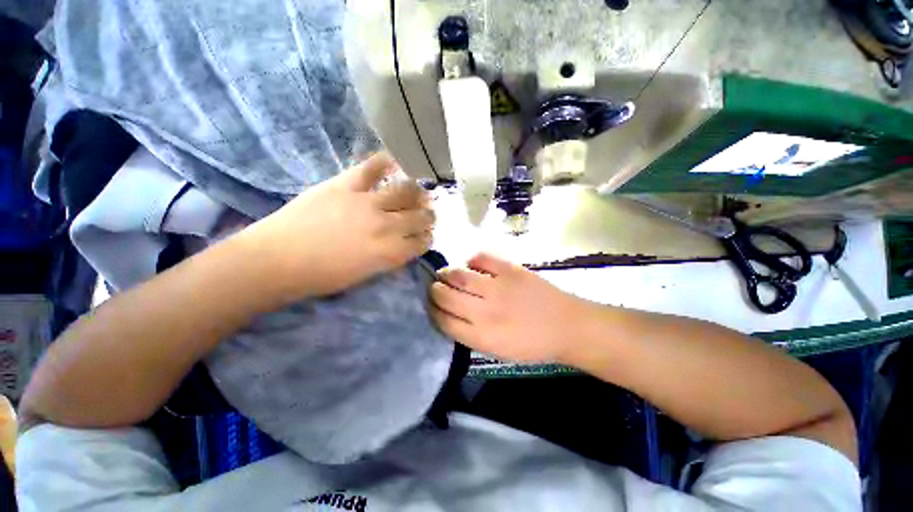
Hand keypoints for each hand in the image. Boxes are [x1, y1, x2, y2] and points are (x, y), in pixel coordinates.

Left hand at [249, 153, 434, 298]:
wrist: (278, 260)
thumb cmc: (322, 275)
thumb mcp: (365, 273)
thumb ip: (390, 257)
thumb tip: (403, 244)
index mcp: (390, 252)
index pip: (422, 242)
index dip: (427, 238)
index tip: (426, 236)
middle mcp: (386, 226)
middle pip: (420, 216)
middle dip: (428, 217)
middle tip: (427, 214)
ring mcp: (367, 202)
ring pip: (407, 192)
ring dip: (419, 194)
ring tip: (418, 193)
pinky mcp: (346, 185)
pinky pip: (372, 167)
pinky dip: (387, 162)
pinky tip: (396, 162)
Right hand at [430, 253, 594, 362]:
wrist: (567, 326)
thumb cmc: (533, 345)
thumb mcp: (498, 351)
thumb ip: (470, 335)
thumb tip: (449, 314)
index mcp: (481, 336)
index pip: (444, 321)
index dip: (433, 311)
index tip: (431, 306)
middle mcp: (485, 311)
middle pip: (446, 297)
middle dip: (434, 291)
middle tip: (435, 287)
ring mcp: (498, 287)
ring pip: (459, 275)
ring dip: (446, 273)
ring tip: (445, 273)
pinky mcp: (510, 270)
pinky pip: (481, 258)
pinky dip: (472, 260)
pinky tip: (472, 265)